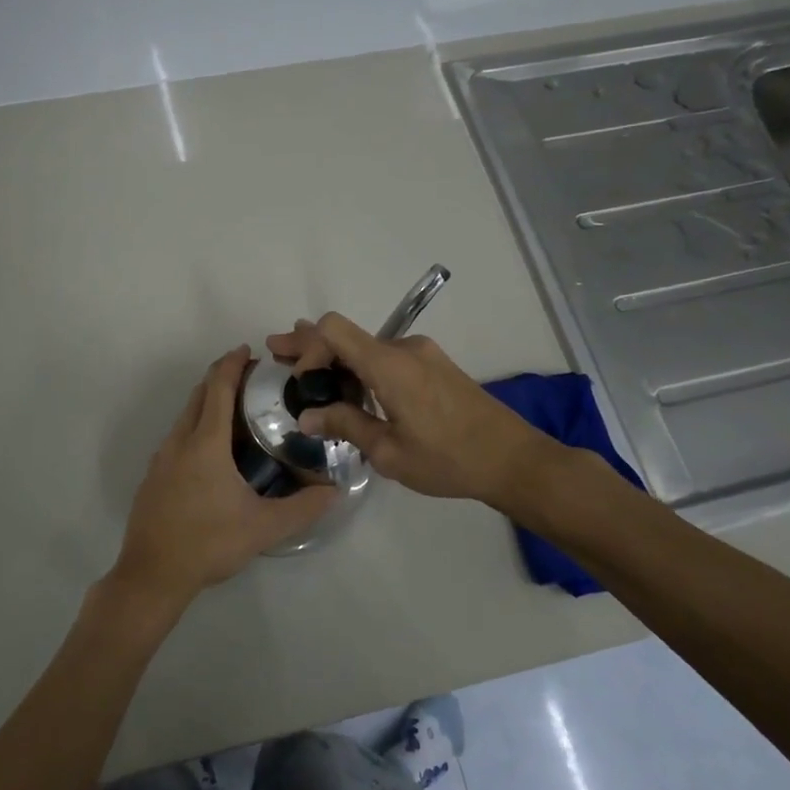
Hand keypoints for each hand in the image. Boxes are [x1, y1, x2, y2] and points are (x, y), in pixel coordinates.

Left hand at [107, 346, 334, 612]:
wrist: (152, 574)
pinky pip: (177, 436)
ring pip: (185, 416)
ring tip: (236, 410)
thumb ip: (303, 508)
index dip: (232, 364)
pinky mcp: (153, 476)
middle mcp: (180, 441)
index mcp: (205, 443)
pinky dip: (196, 425)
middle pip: (199, 395)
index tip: (248, 351)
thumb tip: (335, 490)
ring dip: (207, 402)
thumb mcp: (264, 528)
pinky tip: (212, 450)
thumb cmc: (208, 543)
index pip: (218, 388)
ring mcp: (161, 458)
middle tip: (251, 378)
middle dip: (221, 378)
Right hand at [265, 314, 552, 505]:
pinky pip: (386, 357)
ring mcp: (422, 354)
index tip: (303, 384)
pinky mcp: (434, 365)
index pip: (334, 330)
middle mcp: (404, 348)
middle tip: (276, 352)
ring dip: (334, 357)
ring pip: (366, 346)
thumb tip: (308, 417)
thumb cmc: (449, 459)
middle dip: (310, 344)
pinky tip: (346, 384)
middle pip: (346, 334)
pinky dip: (359, 365)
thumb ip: (346, 426)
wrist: (513, 459)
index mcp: (390, 365)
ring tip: (305, 372)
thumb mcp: (389, 452)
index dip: (308, 349)